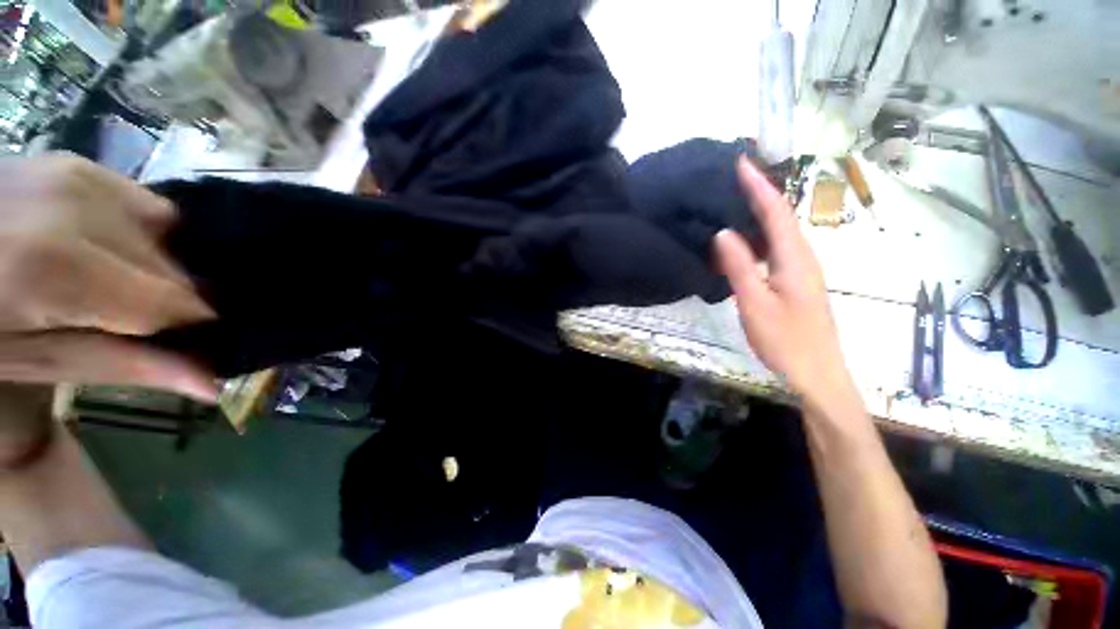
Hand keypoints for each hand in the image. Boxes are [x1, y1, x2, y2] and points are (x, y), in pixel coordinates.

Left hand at [0, 154, 215, 399]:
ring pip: (168, 237)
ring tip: (110, 285)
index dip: (189, 329)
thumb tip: (214, 386)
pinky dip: (143, 235)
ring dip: (155, 268)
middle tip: (128, 323)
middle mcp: (77, 212)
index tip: (185, 346)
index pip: (171, 303)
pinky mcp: (81, 166)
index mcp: (56, 268)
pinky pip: (145, 206)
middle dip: (168, 301)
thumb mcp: (39, 361)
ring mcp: (79, 180)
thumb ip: (126, 366)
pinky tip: (106, 249)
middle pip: (171, 269)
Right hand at [714, 157, 850, 403]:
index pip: (775, 212)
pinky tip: (747, 237)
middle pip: (783, 215)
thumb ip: (739, 267)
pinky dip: (763, 232)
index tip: (741, 162)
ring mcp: (801, 270)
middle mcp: (803, 257)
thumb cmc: (786, 341)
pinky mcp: (796, 282)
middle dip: (762, 190)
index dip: (758, 186)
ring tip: (739, 197)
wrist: (817, 374)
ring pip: (782, 231)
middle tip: (737, 175)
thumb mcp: (755, 304)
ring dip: (763, 210)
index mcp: (795, 259)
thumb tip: (723, 233)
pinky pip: (778, 247)